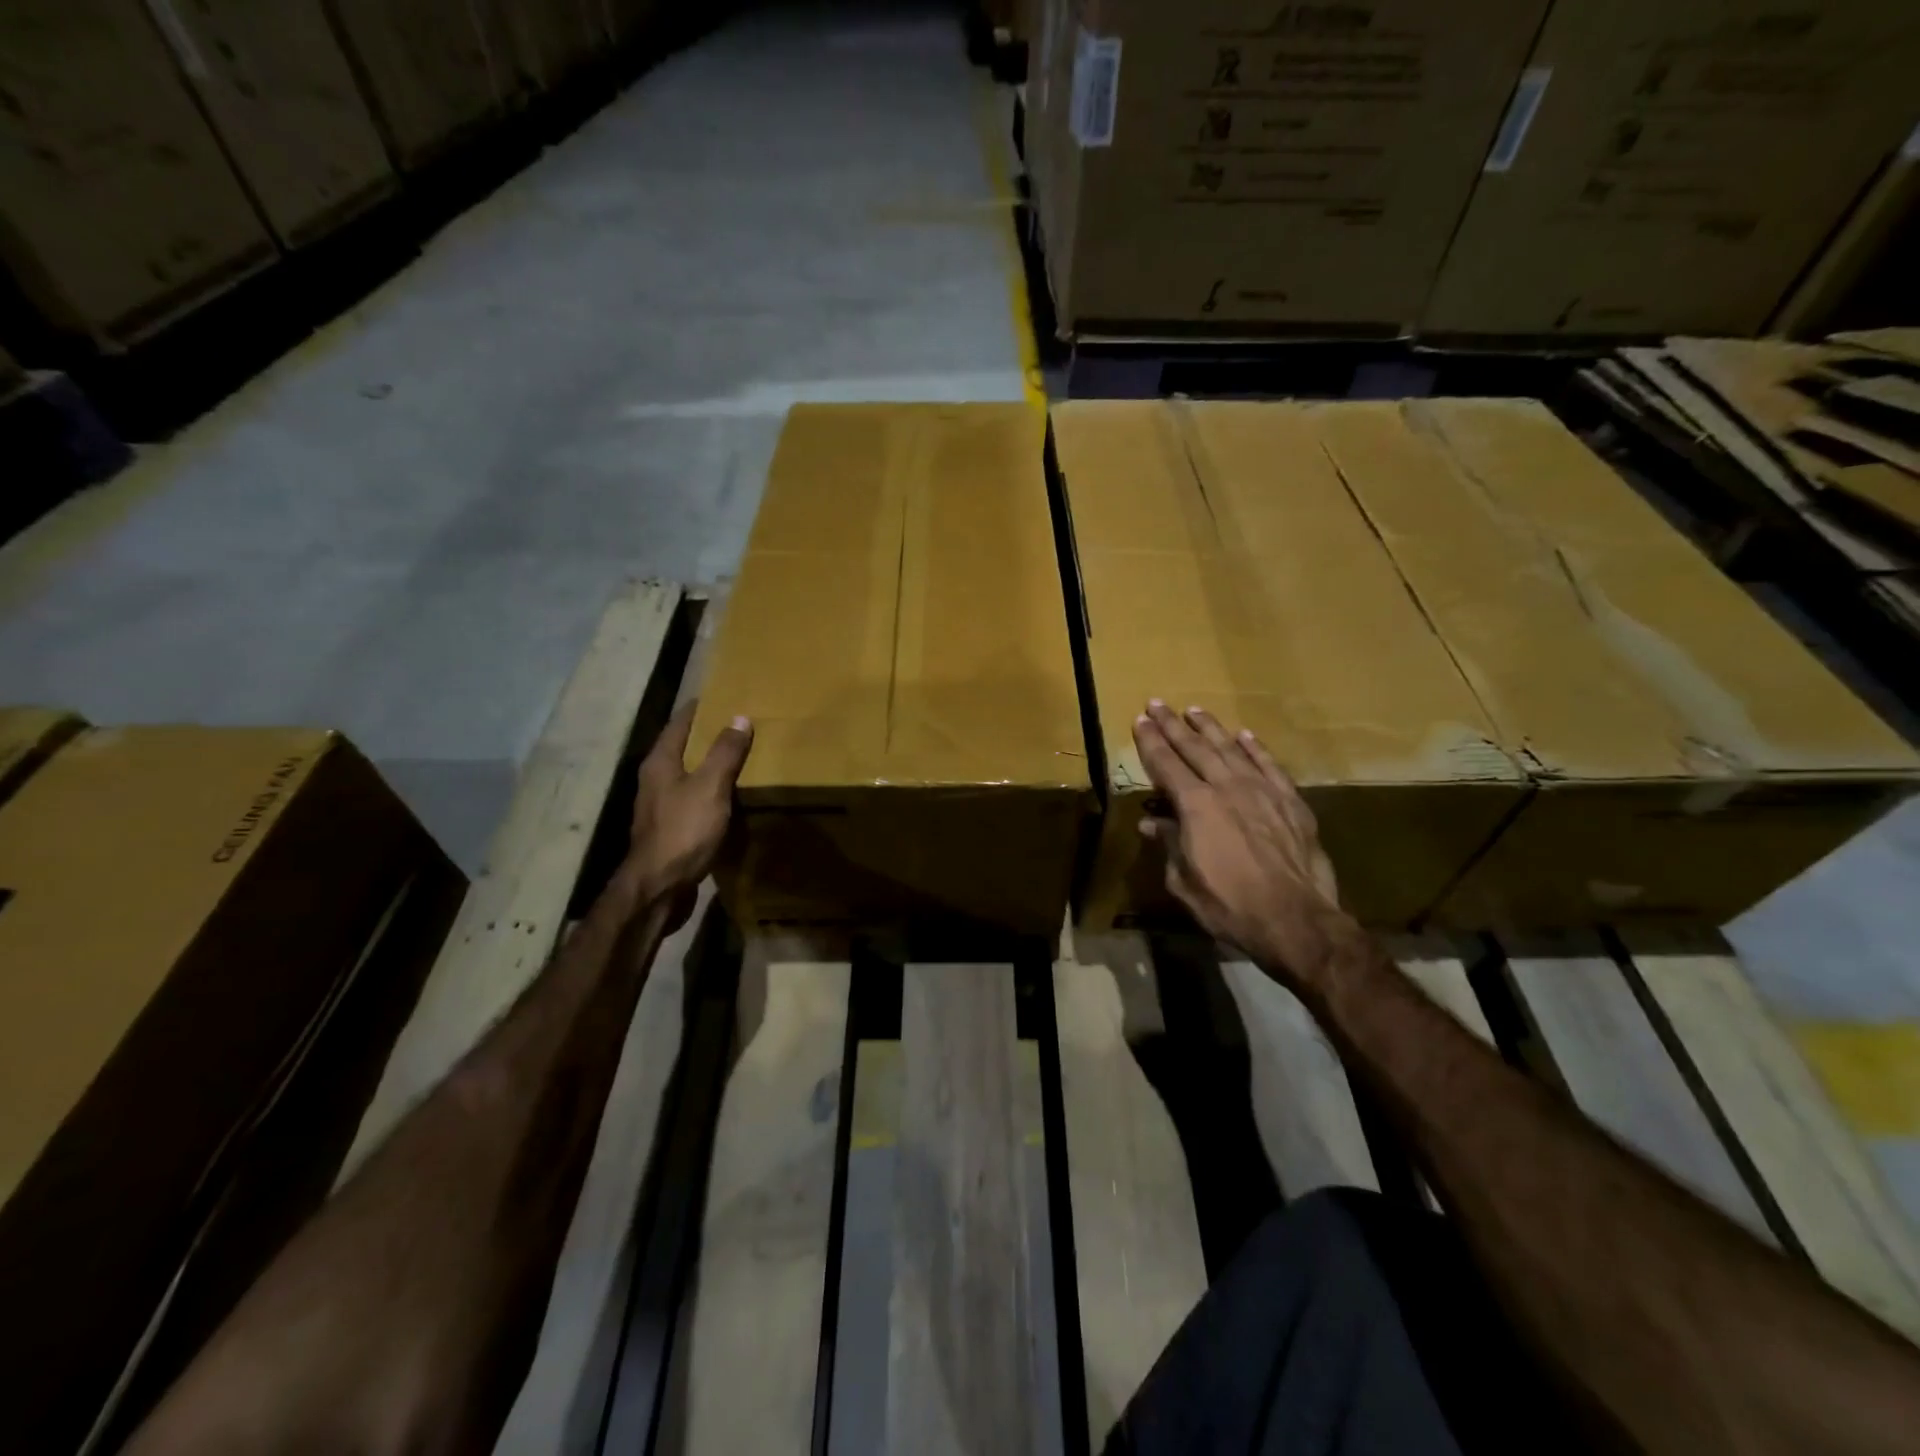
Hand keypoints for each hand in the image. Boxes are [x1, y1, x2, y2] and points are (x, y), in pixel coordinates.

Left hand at [626, 703, 752, 921]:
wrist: (658, 889)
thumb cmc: (683, 831)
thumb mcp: (711, 787)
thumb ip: (725, 753)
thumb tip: (739, 717)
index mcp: (660, 763)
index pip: (679, 724)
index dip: (699, 709)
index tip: (722, 696)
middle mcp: (655, 781)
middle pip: (681, 749)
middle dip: (706, 736)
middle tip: (738, 724)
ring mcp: (660, 808)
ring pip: (687, 776)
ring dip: (709, 767)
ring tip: (740, 758)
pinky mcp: (670, 831)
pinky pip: (693, 801)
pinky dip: (711, 793)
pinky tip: (730, 799)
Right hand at [1132, 701, 1345, 987]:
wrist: (1296, 920)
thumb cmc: (1229, 906)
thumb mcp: (1184, 881)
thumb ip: (1169, 845)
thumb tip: (1152, 823)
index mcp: (1195, 806)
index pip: (1166, 764)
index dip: (1150, 742)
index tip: (1139, 720)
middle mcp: (1227, 787)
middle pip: (1195, 748)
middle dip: (1173, 725)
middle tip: (1158, 704)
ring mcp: (1262, 791)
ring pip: (1231, 749)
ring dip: (1210, 729)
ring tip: (1194, 711)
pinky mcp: (1291, 802)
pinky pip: (1269, 765)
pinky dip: (1255, 748)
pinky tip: (1245, 735)